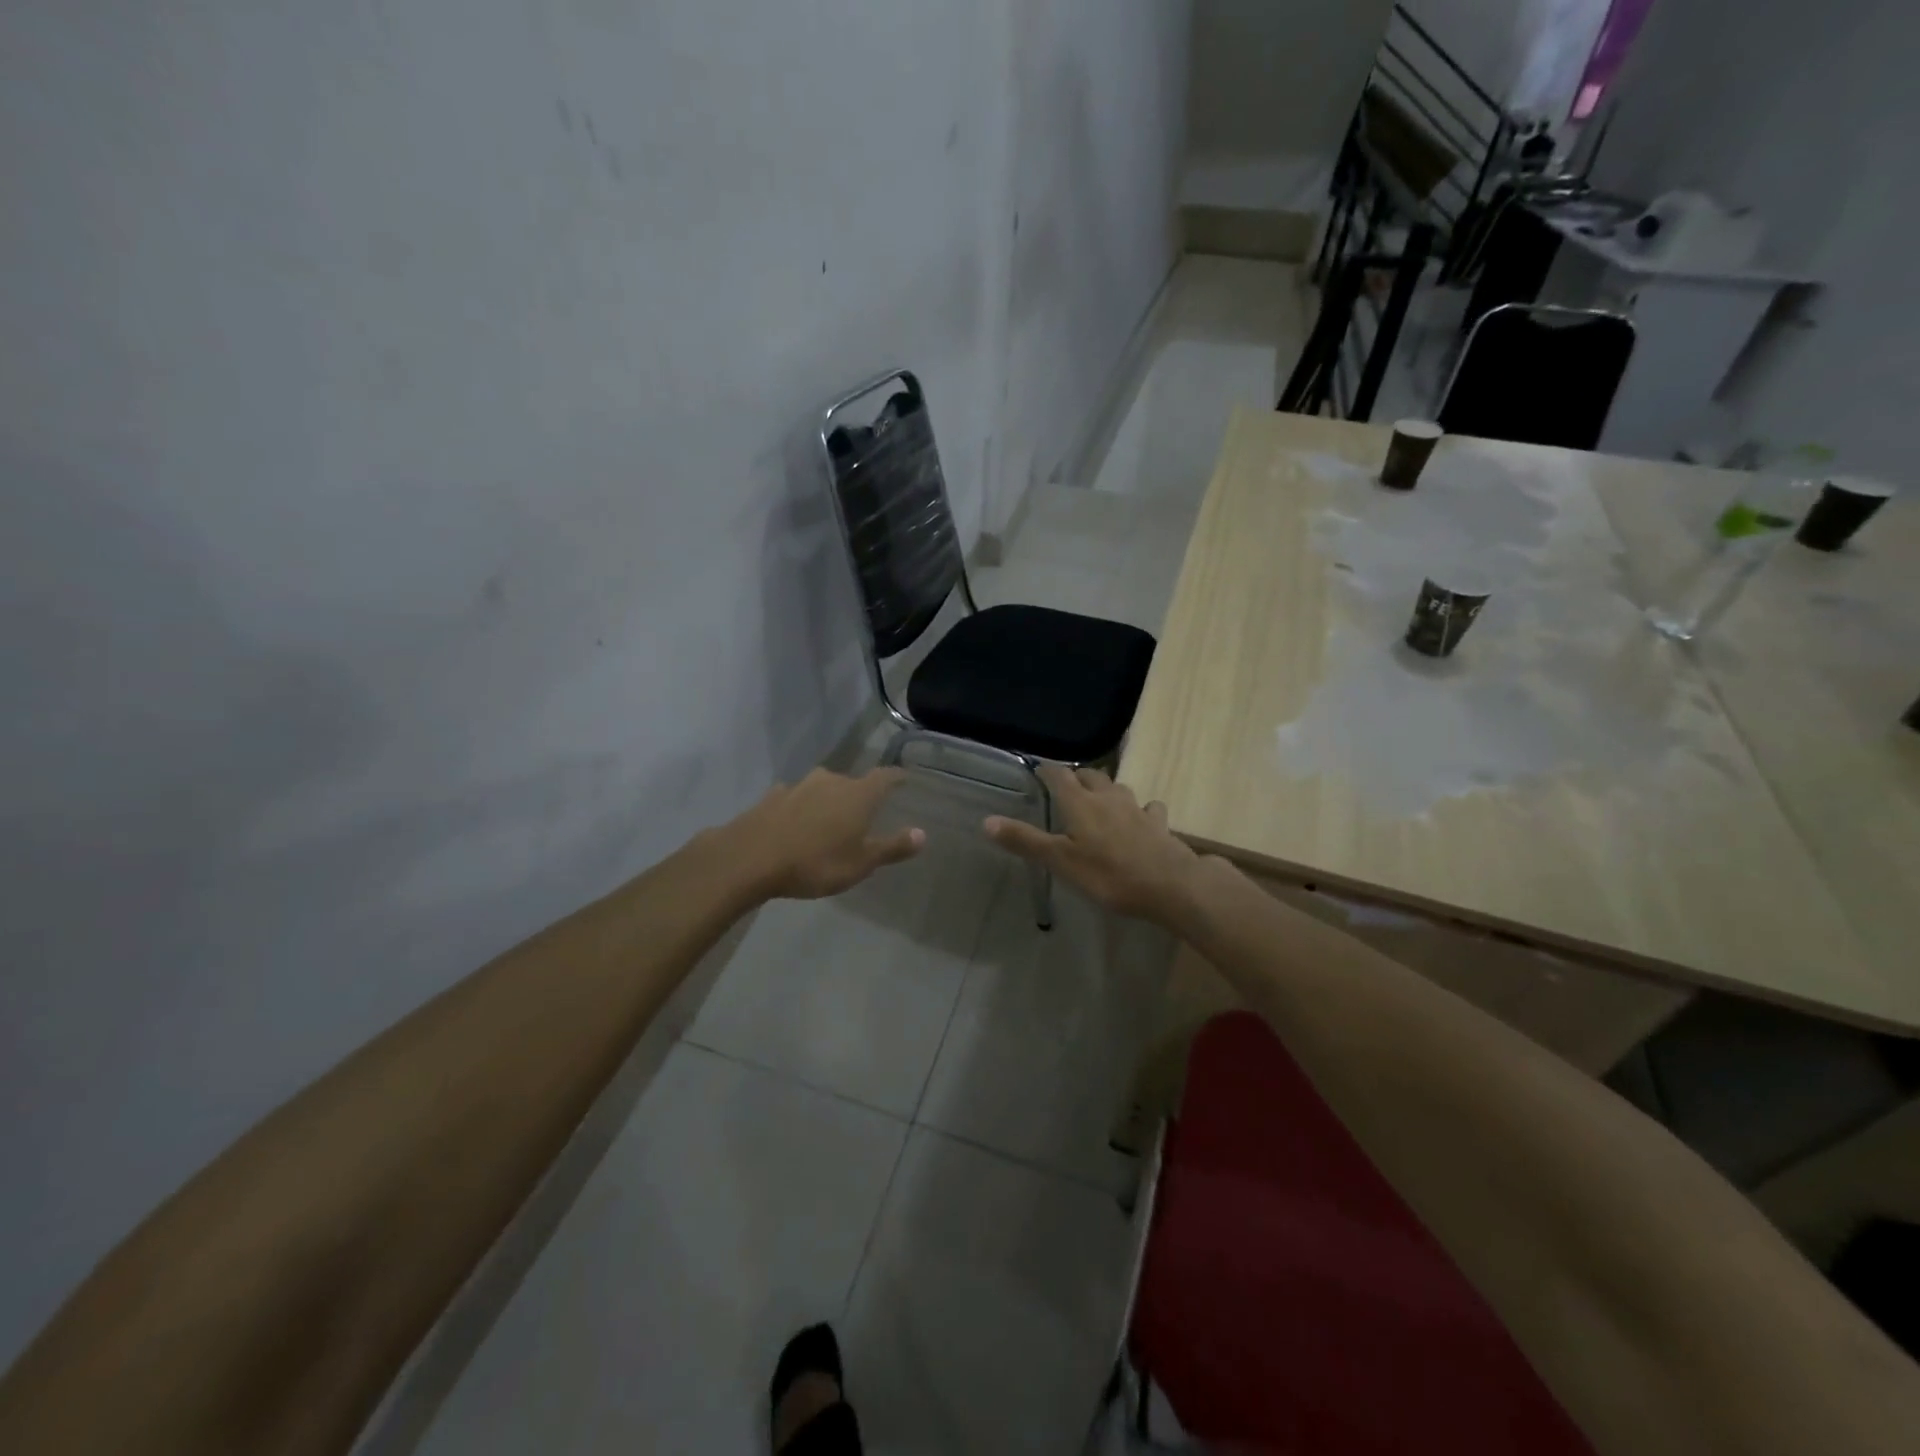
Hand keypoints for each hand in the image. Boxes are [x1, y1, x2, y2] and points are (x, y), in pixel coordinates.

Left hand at [733, 767, 924, 899]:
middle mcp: (831, 781)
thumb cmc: (815, 862)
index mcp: (858, 794)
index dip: (896, 777)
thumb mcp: (860, 863)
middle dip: (859, 795)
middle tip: (863, 814)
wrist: (750, 858)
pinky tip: (795, 823)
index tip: (904, 779)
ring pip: (822, 788)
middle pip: (852, 782)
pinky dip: (801, 807)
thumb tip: (923, 834)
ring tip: (828, 820)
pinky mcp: (772, 796)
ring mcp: (799, 786)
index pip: (885, 777)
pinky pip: (795, 798)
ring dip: (828, 800)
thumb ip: (892, 847)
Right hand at [983, 766, 1203, 925]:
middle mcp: (1108, 797)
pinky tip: (1142, 819)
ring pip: (1119, 788)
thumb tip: (987, 820)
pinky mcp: (1159, 824)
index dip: (1048, 770)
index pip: (1060, 775)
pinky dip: (1141, 810)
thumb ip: (1025, 841)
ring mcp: (1137, 808)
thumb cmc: (1108, 874)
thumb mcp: (1060, 861)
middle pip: (1091, 775)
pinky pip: (1149, 808)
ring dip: (1107, 789)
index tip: (1038, 769)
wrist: (1170, 884)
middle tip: (1067, 785)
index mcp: (1080, 803)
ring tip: (1100, 799)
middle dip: (1077, 776)